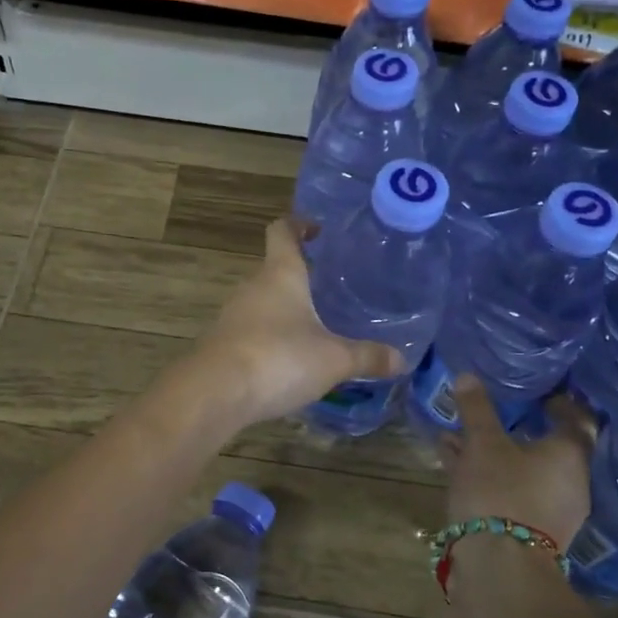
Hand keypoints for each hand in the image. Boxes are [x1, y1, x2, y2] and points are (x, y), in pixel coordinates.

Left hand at [191, 217, 405, 427]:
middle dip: (298, 274)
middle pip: (274, 268)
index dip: (299, 224)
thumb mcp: (334, 359)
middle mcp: (252, 286)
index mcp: (280, 274)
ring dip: (283, 309)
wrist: (216, 392)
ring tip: (313, 325)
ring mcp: (232, 315)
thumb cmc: (280, 359)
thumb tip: (401, 359)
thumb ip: (367, 357)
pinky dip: (268, 336)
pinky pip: (250, 330)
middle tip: (328, 287)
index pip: (283, 231)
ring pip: (261, 301)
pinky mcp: (221, 343)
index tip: (317, 229)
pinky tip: (287, 359)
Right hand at [443, 376, 597, 549]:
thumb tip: (468, 376)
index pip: (576, 419)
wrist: (501, 567)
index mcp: (570, 455)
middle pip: (546, 446)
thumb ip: (477, 410)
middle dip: (515, 428)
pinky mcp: (529, 530)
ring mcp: (551, 509)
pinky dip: (488, 475)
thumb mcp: (483, 444)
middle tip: (493, 410)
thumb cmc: (500, 492)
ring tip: (458, 435)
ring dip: (493, 452)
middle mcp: (570, 482)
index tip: (542, 391)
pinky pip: (510, 490)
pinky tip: (454, 463)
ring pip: (521, 469)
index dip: (560, 402)